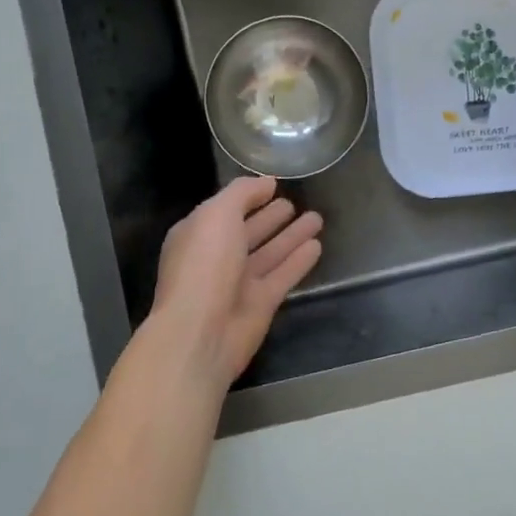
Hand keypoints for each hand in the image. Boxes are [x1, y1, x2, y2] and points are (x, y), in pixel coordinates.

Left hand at [151, 177, 323, 387]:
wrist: (201, 332)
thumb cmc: (204, 266)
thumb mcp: (217, 215)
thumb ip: (242, 193)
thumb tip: (266, 183)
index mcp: (198, 235)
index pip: (225, 211)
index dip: (248, 198)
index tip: (273, 186)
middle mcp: (217, 258)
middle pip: (248, 232)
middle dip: (270, 217)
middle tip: (294, 203)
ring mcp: (239, 283)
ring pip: (270, 253)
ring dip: (291, 236)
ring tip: (316, 218)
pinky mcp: (261, 303)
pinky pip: (283, 275)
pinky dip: (299, 260)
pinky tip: (317, 246)